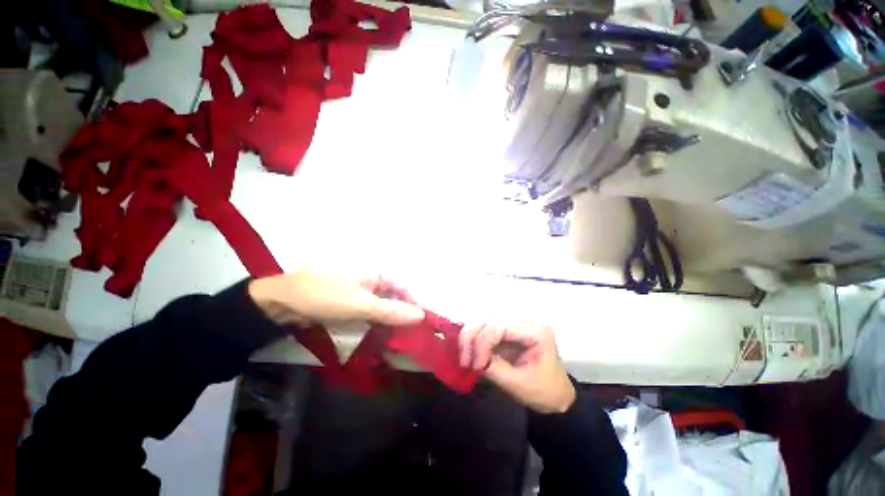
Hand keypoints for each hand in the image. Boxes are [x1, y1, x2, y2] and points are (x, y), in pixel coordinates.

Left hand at [248, 270, 424, 325]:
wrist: (282, 302)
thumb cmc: (325, 296)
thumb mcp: (361, 304)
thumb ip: (391, 310)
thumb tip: (421, 315)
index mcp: (377, 275)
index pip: (405, 289)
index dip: (416, 305)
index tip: (424, 324)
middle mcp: (371, 282)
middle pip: (395, 299)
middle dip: (405, 315)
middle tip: (414, 335)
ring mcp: (360, 294)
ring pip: (383, 308)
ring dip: (392, 322)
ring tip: (402, 338)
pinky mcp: (349, 305)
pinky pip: (369, 314)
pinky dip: (377, 324)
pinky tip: (382, 335)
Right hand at [459, 322, 574, 413]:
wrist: (556, 397)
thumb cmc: (544, 392)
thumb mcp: (518, 383)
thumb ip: (492, 367)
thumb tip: (471, 359)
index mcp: (535, 330)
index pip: (500, 326)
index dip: (482, 342)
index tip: (474, 366)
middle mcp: (524, 320)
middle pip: (489, 319)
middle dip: (472, 338)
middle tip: (464, 360)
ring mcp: (514, 324)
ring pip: (483, 321)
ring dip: (470, 337)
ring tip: (465, 358)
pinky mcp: (506, 331)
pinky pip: (484, 329)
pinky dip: (473, 340)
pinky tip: (469, 352)